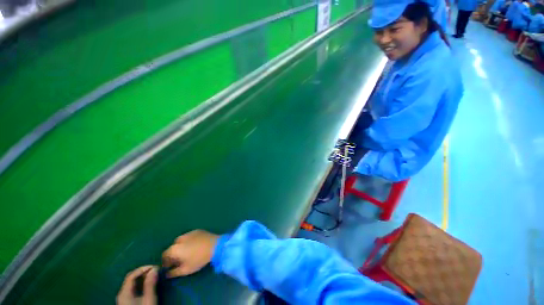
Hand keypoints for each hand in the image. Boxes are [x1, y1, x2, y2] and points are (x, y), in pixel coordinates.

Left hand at [117, 265, 157, 304]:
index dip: (143, 268)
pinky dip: (140, 283)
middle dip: (143, 272)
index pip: (131, 275)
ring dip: (142, 277)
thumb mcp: (149, 299)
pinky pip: (132, 288)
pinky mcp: (126, 302)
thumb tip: (154, 269)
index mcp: (124, 293)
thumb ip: (150, 284)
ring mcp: (123, 299)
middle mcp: (121, 294)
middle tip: (155, 271)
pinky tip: (148, 284)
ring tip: (153, 276)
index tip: (155, 267)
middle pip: (130, 278)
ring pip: (131, 283)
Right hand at [162, 229, 218, 277]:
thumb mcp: (185, 270)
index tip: (170, 266)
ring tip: (188, 253)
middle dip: (174, 254)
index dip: (166, 261)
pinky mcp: (197, 230)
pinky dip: (189, 241)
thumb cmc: (199, 259)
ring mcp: (189, 233)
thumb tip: (167, 274)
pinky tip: (195, 246)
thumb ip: (173, 273)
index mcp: (174, 248)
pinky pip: (189, 237)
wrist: (214, 245)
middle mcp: (179, 239)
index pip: (164, 255)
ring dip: (181, 247)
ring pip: (181, 241)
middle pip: (173, 247)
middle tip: (180, 260)